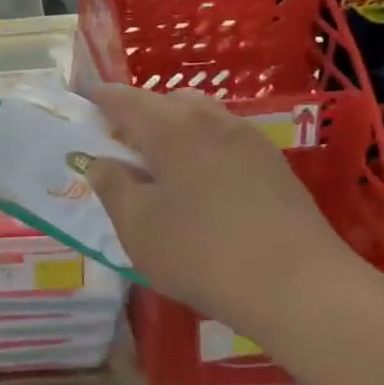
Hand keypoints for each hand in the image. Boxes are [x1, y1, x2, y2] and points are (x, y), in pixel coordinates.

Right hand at [84, 84, 363, 340]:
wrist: (300, 287)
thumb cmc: (201, 253)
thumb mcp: (137, 226)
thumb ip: (112, 186)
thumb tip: (101, 161)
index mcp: (170, 127)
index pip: (124, 99)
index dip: (99, 97)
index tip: (83, 98)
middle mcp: (211, 120)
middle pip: (167, 101)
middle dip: (139, 113)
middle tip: (121, 145)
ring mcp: (249, 139)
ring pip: (201, 118)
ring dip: (174, 131)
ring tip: (161, 167)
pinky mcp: (274, 165)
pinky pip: (225, 141)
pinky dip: (203, 148)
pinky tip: (202, 186)